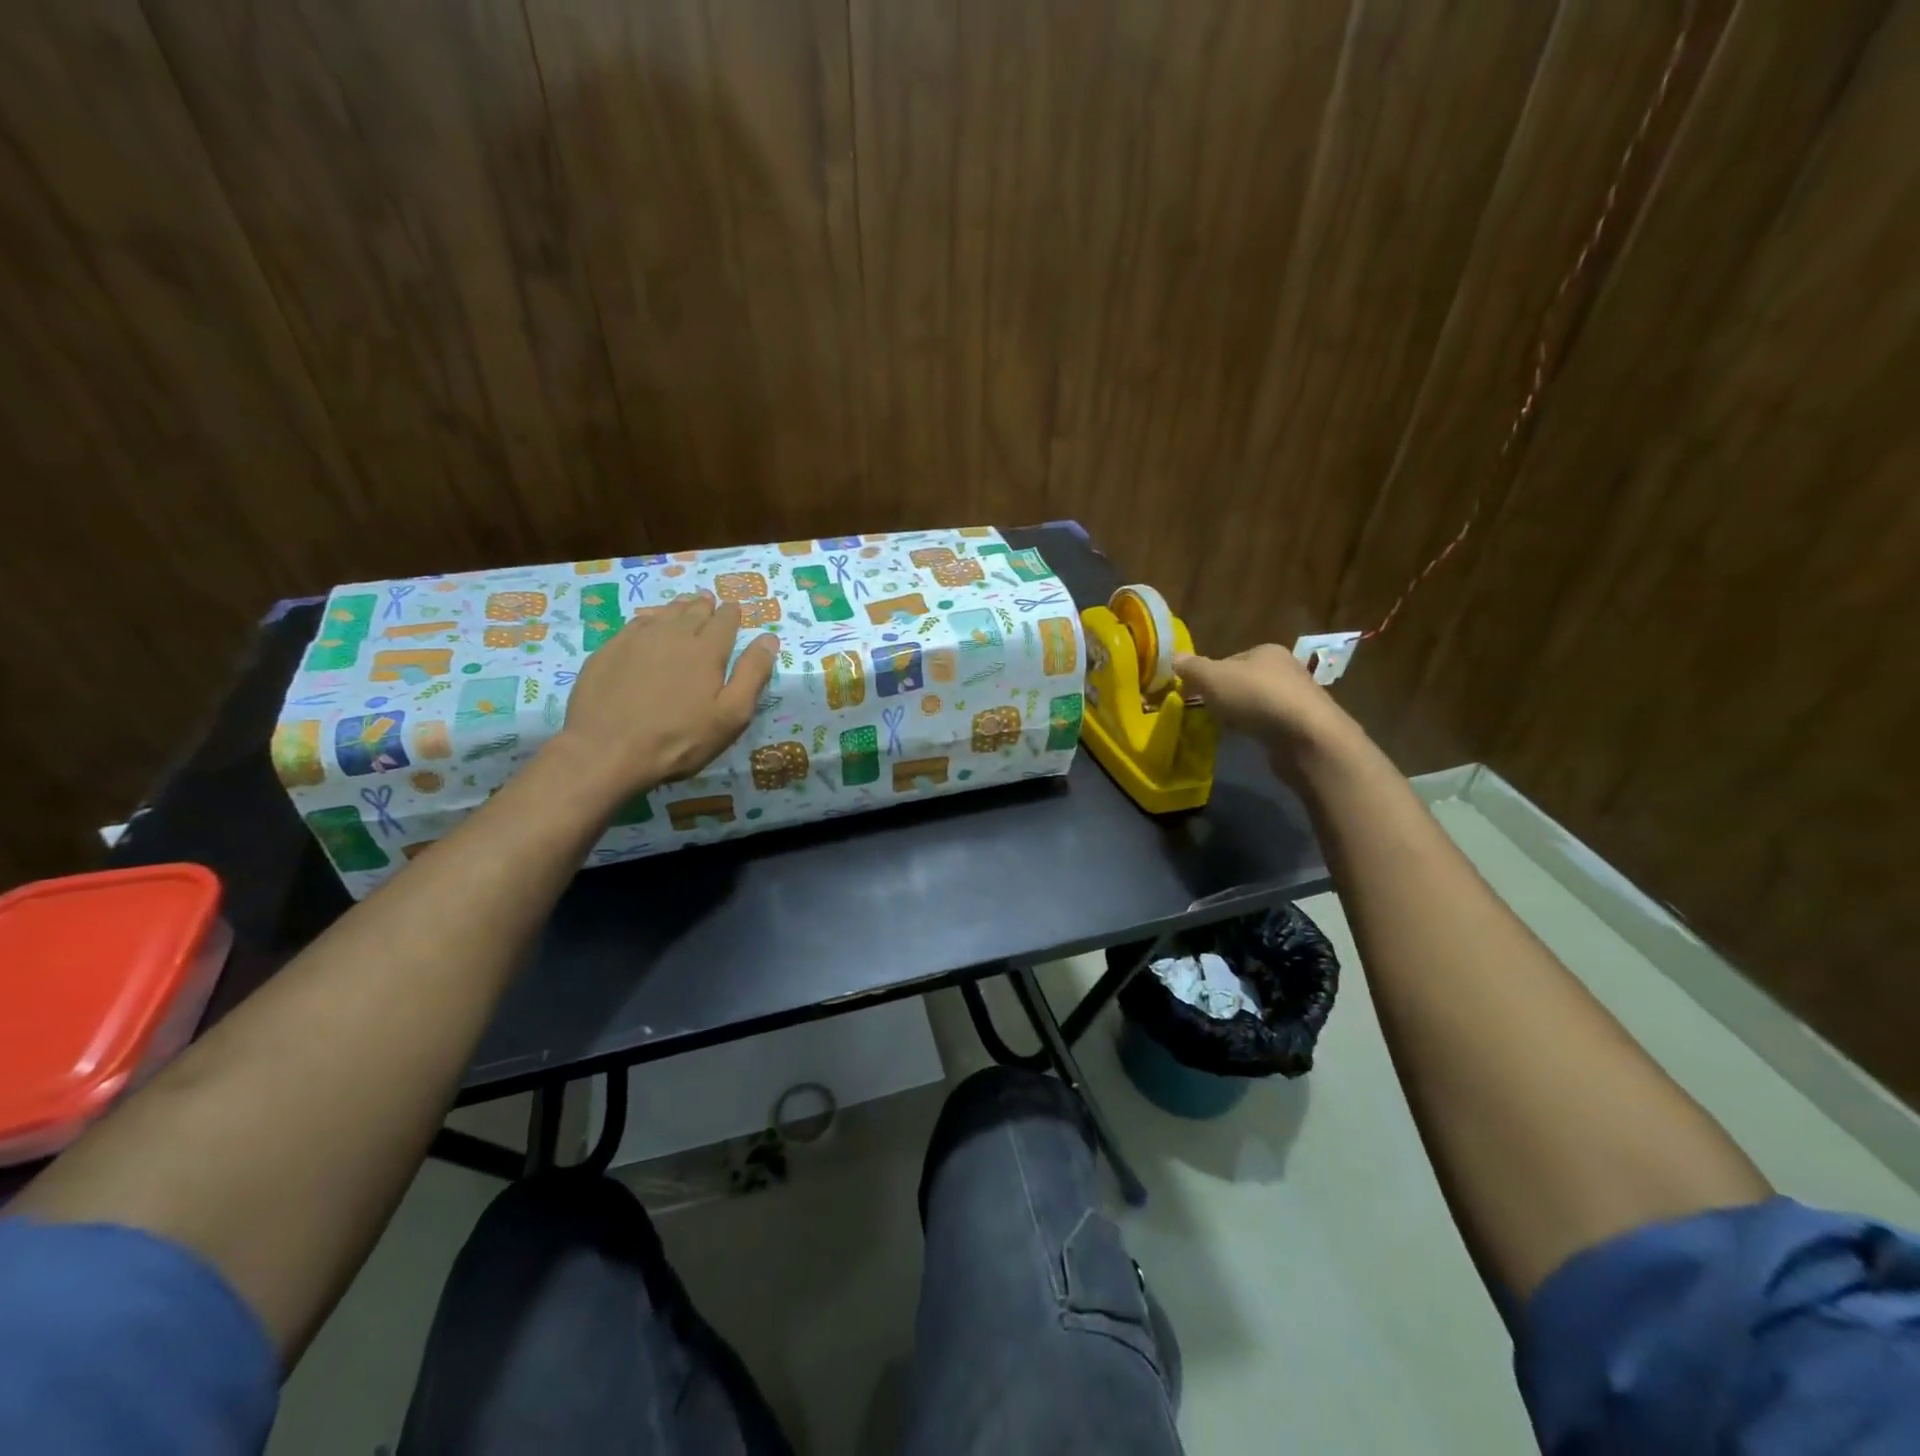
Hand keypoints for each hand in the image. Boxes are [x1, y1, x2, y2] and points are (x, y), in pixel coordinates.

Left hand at [555, 595, 777, 798]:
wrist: (607, 750)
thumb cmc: (680, 739)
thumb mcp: (731, 715)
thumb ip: (752, 674)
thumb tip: (769, 639)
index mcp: (708, 649)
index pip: (725, 619)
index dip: (732, 613)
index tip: (734, 611)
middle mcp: (674, 633)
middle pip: (694, 609)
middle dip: (706, 605)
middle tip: (709, 603)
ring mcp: (638, 638)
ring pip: (665, 612)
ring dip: (679, 608)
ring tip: (684, 607)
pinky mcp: (610, 649)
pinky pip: (637, 623)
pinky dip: (650, 619)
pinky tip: (649, 626)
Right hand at [1174, 645, 1361, 778]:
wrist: (1307, 737)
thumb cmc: (1256, 698)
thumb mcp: (1213, 678)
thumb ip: (1192, 668)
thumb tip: (1174, 658)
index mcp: (1266, 650)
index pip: (1228, 659)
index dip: (1208, 676)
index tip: (1195, 695)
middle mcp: (1285, 668)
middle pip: (1242, 681)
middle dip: (1225, 696)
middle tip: (1208, 714)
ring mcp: (1297, 698)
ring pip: (1256, 703)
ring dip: (1240, 714)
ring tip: (1226, 729)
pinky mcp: (1302, 725)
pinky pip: (1269, 723)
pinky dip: (1256, 729)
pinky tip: (1248, 740)